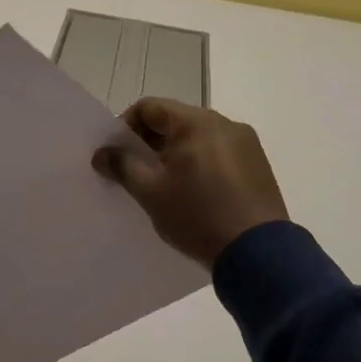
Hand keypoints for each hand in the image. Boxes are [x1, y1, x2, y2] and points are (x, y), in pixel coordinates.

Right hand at [92, 98, 288, 268]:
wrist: (259, 254)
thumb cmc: (198, 216)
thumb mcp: (151, 192)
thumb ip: (122, 166)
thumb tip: (101, 153)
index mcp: (196, 122)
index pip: (149, 107)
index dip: (126, 127)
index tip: (117, 155)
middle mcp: (224, 123)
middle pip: (175, 121)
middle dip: (150, 143)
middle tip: (136, 172)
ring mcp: (246, 144)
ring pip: (197, 138)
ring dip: (175, 155)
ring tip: (165, 186)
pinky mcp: (258, 166)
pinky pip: (218, 154)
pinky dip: (200, 165)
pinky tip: (195, 194)